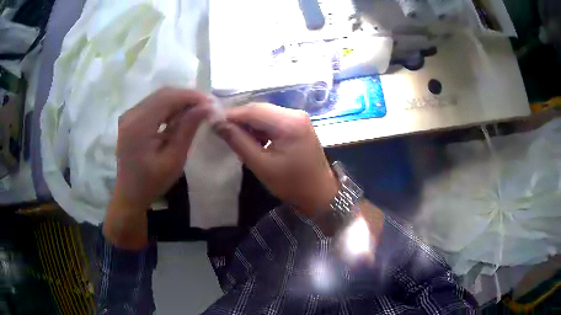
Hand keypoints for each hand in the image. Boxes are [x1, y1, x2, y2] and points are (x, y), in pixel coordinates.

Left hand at [114, 88, 209, 210]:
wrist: (129, 193)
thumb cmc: (152, 182)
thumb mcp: (174, 160)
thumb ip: (188, 130)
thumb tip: (206, 107)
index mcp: (139, 125)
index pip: (167, 98)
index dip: (190, 96)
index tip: (210, 103)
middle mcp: (131, 114)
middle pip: (163, 94)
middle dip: (186, 97)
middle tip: (206, 106)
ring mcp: (129, 115)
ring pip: (158, 97)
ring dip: (178, 101)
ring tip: (195, 111)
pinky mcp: (130, 118)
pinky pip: (152, 105)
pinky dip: (168, 107)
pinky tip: (179, 116)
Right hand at [215, 103, 338, 215]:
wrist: (320, 193)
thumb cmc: (291, 183)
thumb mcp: (261, 165)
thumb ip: (238, 141)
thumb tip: (217, 123)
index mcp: (289, 122)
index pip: (252, 110)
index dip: (231, 116)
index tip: (213, 124)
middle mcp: (295, 113)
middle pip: (259, 109)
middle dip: (240, 120)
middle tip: (225, 135)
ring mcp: (298, 117)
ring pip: (265, 113)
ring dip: (250, 125)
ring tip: (241, 142)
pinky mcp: (298, 123)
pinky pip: (273, 119)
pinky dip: (261, 128)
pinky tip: (256, 142)